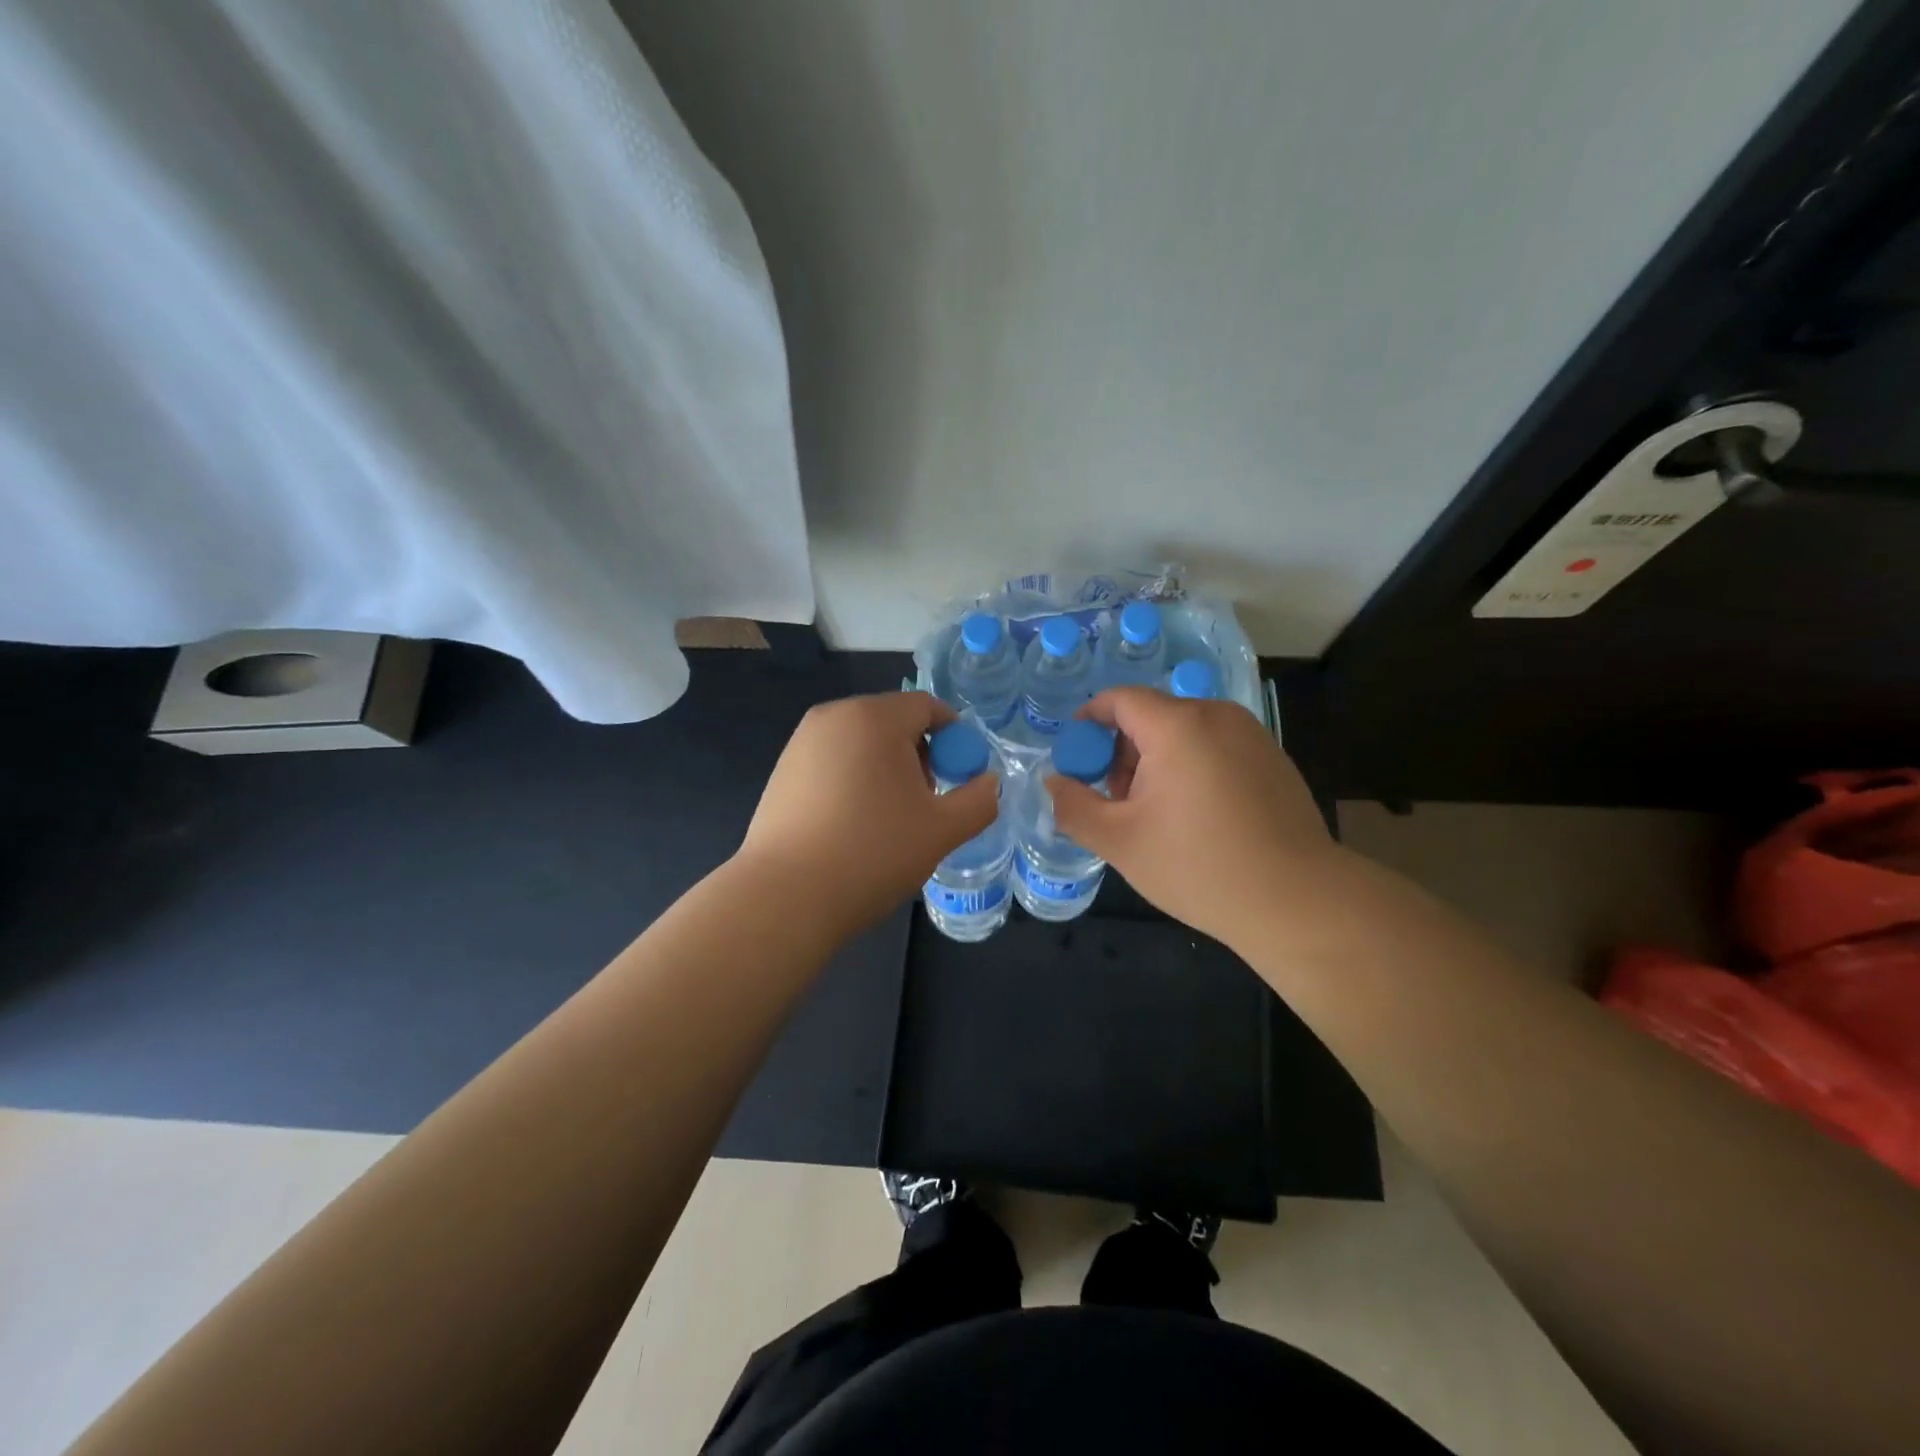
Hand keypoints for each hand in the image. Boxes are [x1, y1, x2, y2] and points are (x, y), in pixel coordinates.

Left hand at [737, 692, 998, 937]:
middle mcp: (834, 716)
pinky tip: (852, 826)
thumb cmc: (872, 853)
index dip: (955, 739)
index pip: (928, 707)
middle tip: (927, 803)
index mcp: (874, 717)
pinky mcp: (782, 771)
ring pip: (862, 743)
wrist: (785, 897)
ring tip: (889, 820)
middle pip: (894, 722)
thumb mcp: (942, 830)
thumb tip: (989, 784)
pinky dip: (854, 781)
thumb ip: (979, 801)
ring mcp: (801, 742)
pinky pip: (834, 762)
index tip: (960, 779)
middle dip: (920, 755)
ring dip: (887, 770)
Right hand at [1046, 687, 1339, 950]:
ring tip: (1156, 816)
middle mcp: (1217, 716)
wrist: (1298, 902)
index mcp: (1178, 726)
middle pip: (1152, 715)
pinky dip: (1192, 768)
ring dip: (1157, 762)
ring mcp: (1251, 735)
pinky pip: (1215, 747)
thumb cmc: (1199, 867)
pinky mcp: (1272, 759)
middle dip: (1123, 751)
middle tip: (1117, 802)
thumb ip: (1074, 806)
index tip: (1077, 761)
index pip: (1119, 699)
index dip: (1088, 723)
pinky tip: (1198, 819)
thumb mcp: (1119, 842)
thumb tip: (1054, 782)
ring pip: (1184, 732)